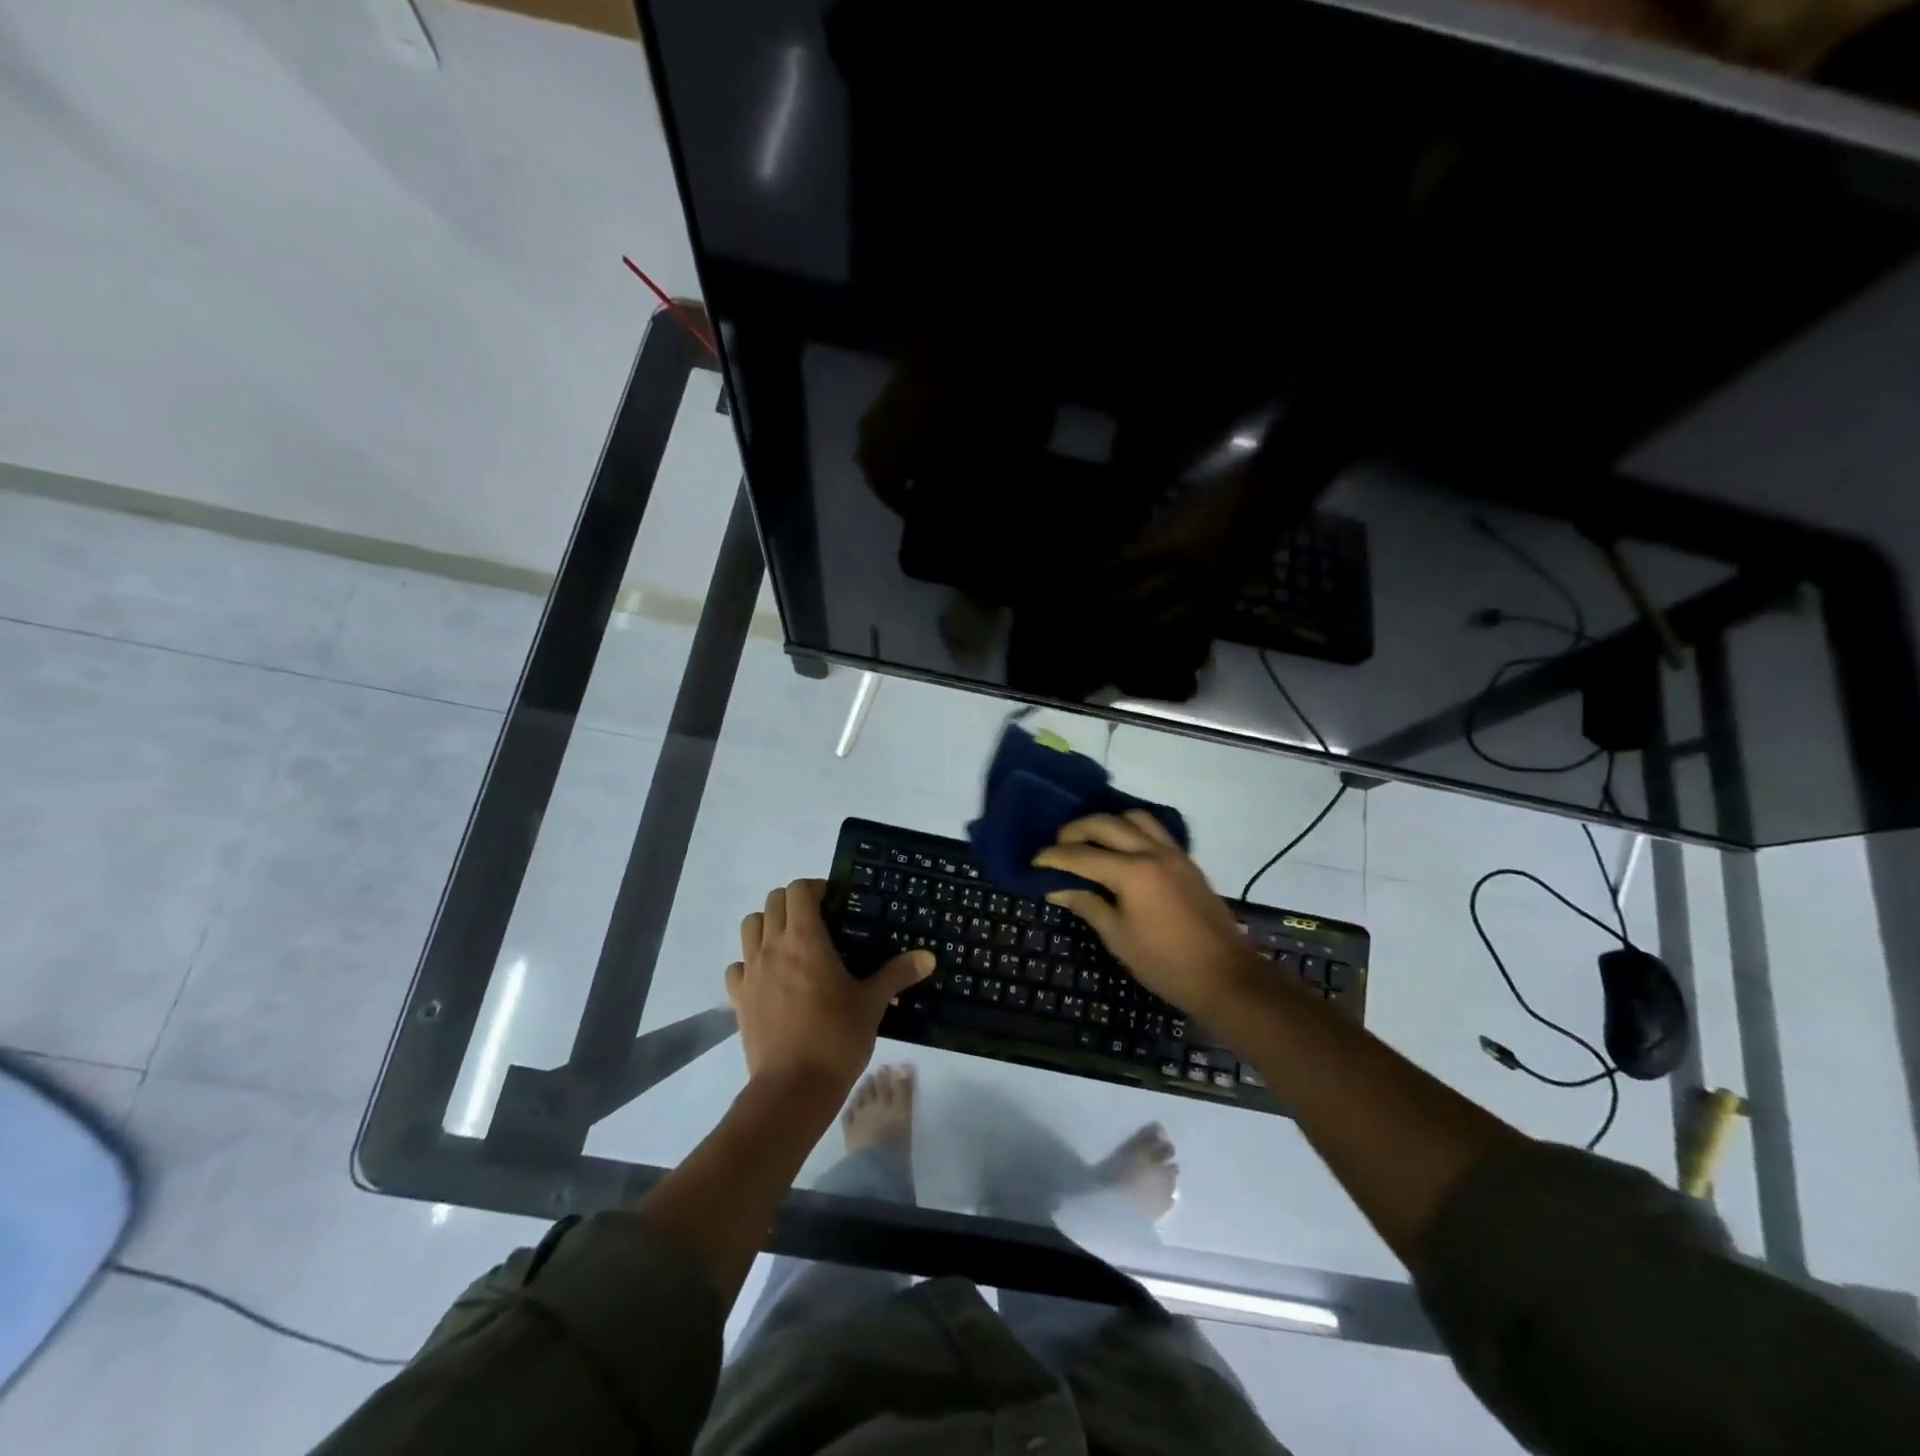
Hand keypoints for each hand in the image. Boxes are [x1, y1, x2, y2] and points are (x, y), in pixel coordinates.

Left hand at [726, 879, 932, 1095]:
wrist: (793, 1089)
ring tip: (791, 944)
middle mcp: (773, 946)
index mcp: (806, 940)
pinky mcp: (738, 998)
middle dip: (794, 902)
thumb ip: (898, 973)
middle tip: (818, 921)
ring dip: (768, 925)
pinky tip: (769, 978)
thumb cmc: (836, 1038)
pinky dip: (750, 962)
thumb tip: (928, 957)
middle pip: (773, 901)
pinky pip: (738, 965)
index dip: (815, 888)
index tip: (835, 903)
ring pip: (750, 926)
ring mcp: (751, 972)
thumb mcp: (872, 1003)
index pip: (798, 889)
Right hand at [1034, 812, 1262, 1021]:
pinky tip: (1121, 848)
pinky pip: (1154, 830)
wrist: (1226, 977)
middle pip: (1104, 824)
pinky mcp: (1186, 861)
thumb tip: (1057, 888)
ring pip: (1133, 818)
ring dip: (1106, 823)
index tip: (1034, 862)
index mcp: (1132, 872)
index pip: (1081, 855)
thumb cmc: (1165, 963)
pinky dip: (1132, 829)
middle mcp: (1151, 852)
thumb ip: (1087, 904)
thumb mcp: (1118, 937)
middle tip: (1056, 847)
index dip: (1053, 857)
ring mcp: (1173, 853)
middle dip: (1074, 831)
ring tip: (1090, 841)